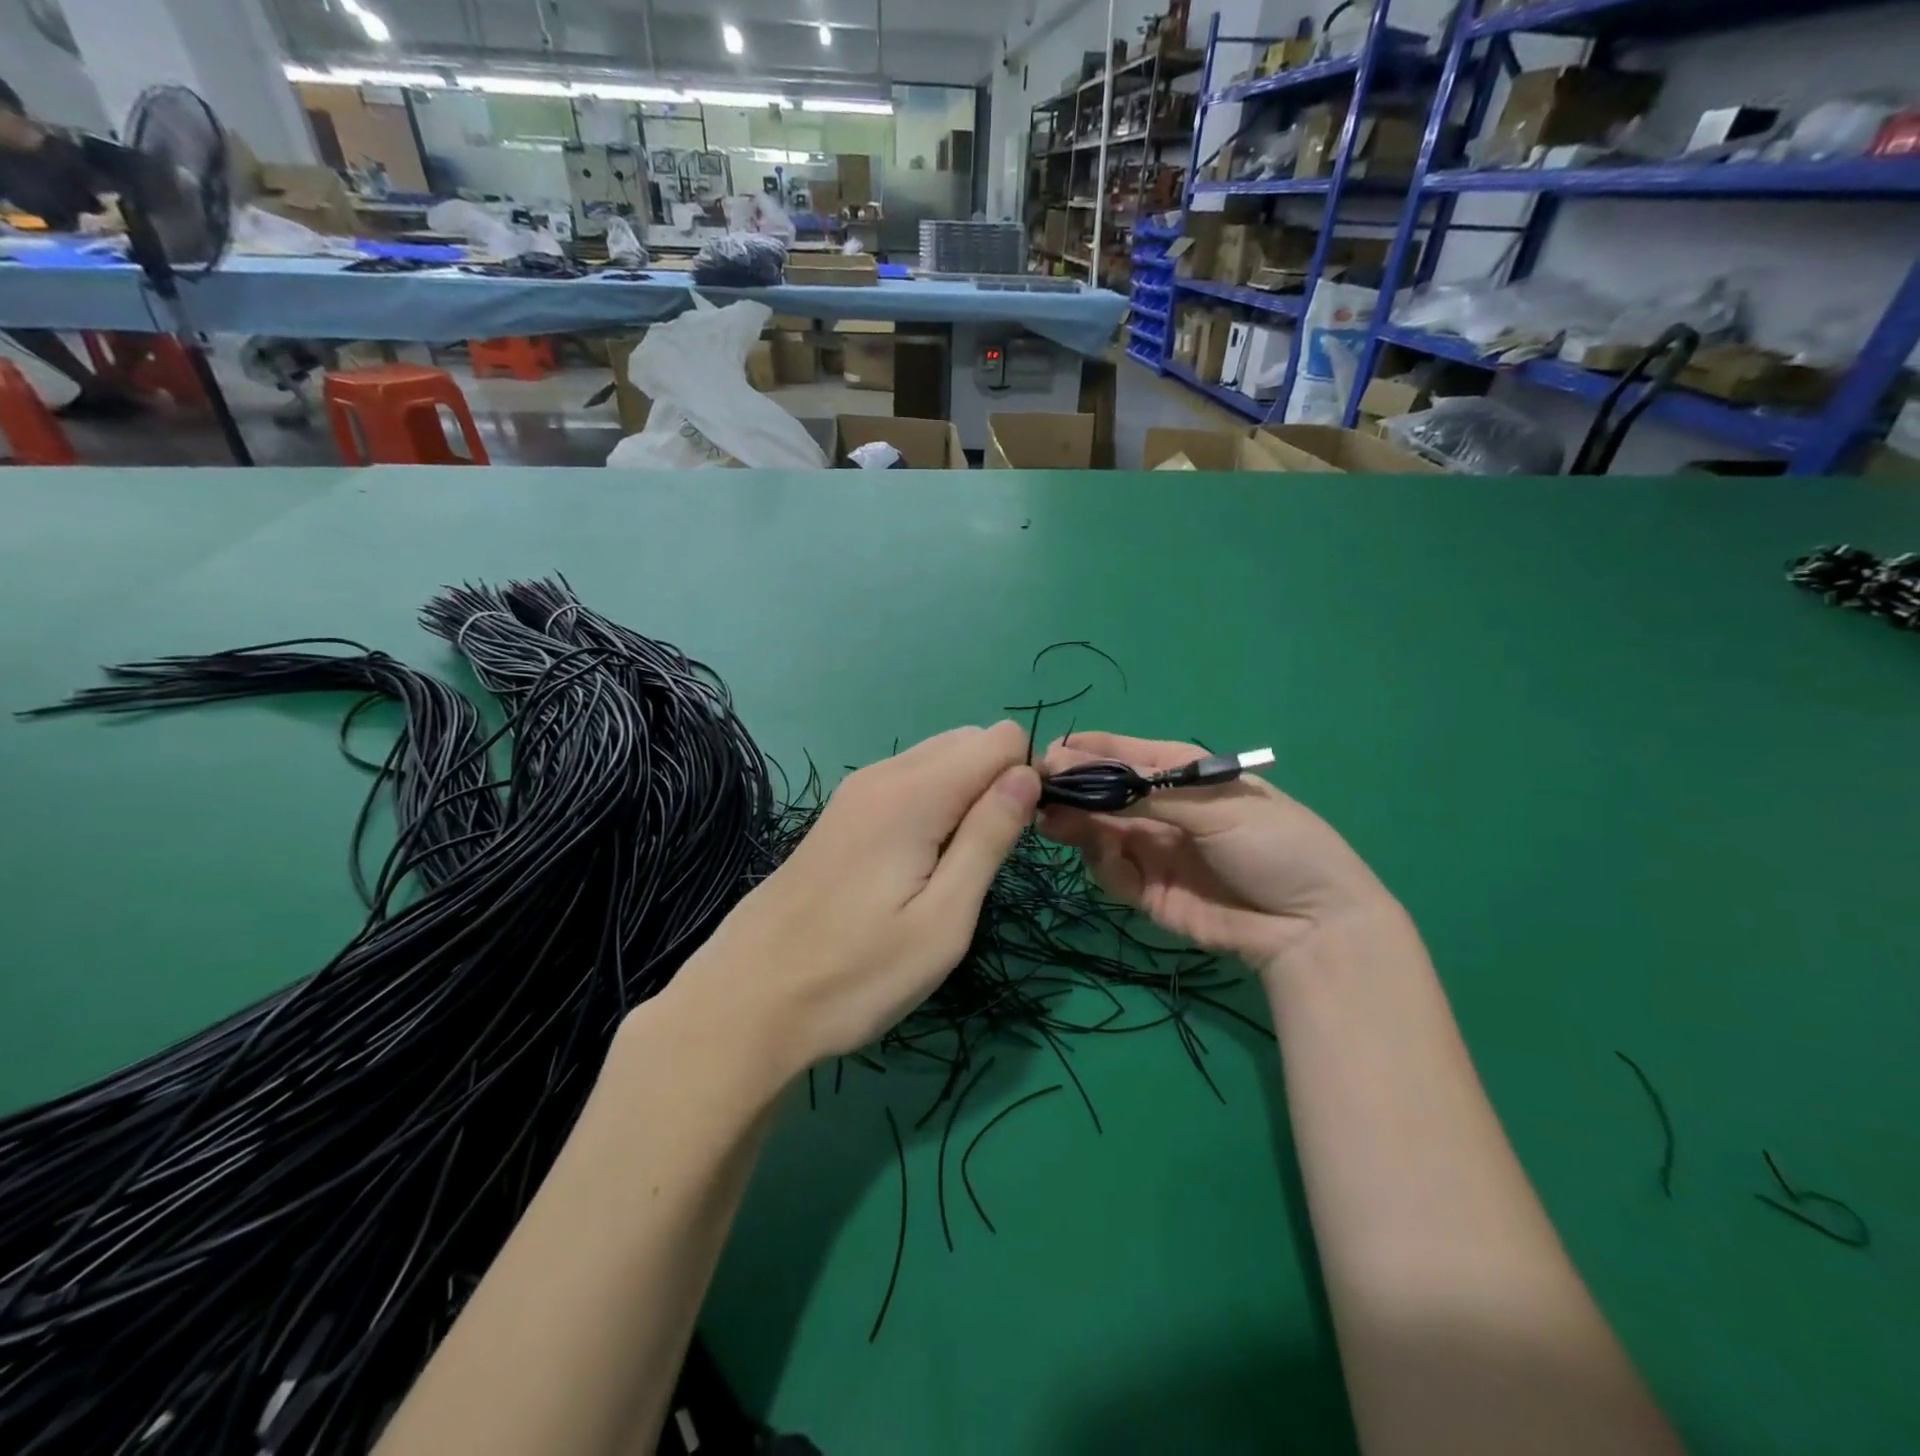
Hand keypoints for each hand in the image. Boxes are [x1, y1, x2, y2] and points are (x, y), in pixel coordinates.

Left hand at [672, 723, 1039, 1079]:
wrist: (748, 1000)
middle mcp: (884, 774)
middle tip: (986, 861)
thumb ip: (988, 838)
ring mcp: (856, 792)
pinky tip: (917, 866)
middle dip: (997, 783)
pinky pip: (908, 783)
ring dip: (965, 797)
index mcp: (915, 792)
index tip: (1016, 839)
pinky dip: (933, 806)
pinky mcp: (841, 814)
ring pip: (938, 760)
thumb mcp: (944, 920)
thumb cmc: (857, 974)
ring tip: (952, 870)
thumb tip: (1028, 776)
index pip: (1001, 740)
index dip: (1024, 781)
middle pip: (969, 741)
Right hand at [1037, 731, 1397, 976]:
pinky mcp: (1149, 893)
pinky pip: (1112, 872)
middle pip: (1103, 794)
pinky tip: (1106, 860)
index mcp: (1182, 775)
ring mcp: (1154, 851)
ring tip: (1057, 824)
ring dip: (1078, 826)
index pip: (1122, 755)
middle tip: (1041, 796)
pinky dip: (1103, 864)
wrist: (1312, 927)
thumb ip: (1144, 790)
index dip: (1085, 754)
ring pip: (1099, 832)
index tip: (1046, 758)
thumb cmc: (1274, 845)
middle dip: (1073, 792)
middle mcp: (1162, 810)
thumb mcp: (1215, 805)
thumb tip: (1078, 766)